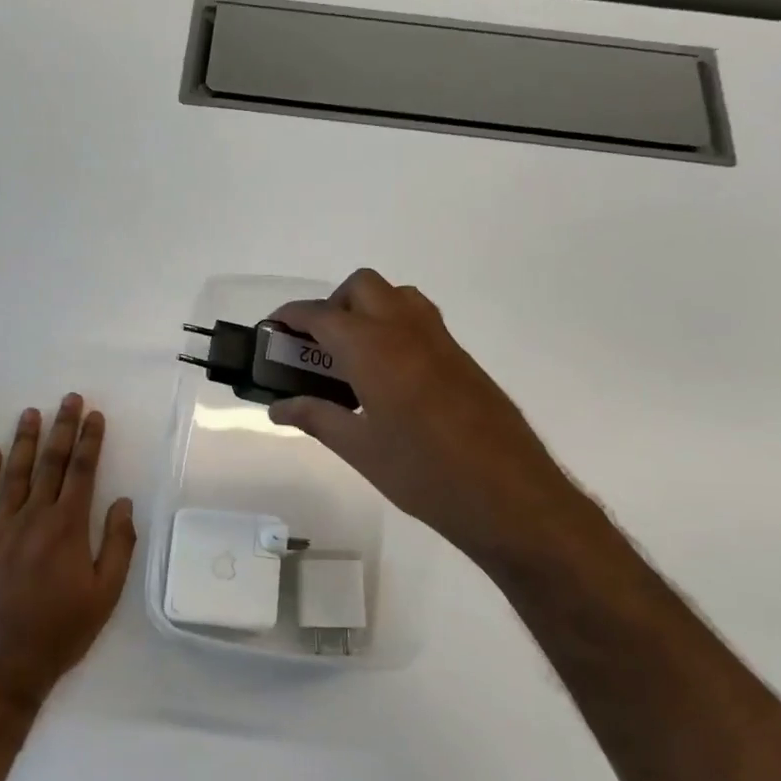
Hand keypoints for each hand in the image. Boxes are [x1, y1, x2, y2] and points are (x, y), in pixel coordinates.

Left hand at [0, 394, 135, 709]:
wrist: (3, 664)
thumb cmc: (62, 630)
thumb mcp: (106, 593)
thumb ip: (117, 544)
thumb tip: (122, 502)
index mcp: (68, 527)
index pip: (82, 472)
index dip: (90, 441)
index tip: (95, 415)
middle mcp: (34, 517)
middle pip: (50, 463)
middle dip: (62, 428)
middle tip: (69, 399)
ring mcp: (1, 528)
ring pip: (14, 473)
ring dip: (24, 441)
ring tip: (31, 413)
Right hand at [268, 269, 608, 572]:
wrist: (507, 493)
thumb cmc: (423, 473)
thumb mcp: (359, 449)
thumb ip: (316, 418)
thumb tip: (278, 407)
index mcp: (373, 348)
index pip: (322, 314)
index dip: (291, 316)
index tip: (273, 328)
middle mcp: (405, 329)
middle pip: (361, 287)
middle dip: (332, 304)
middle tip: (317, 345)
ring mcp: (439, 340)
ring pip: (396, 296)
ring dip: (367, 308)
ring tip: (353, 355)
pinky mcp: (461, 357)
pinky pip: (419, 319)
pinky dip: (393, 326)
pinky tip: (389, 375)